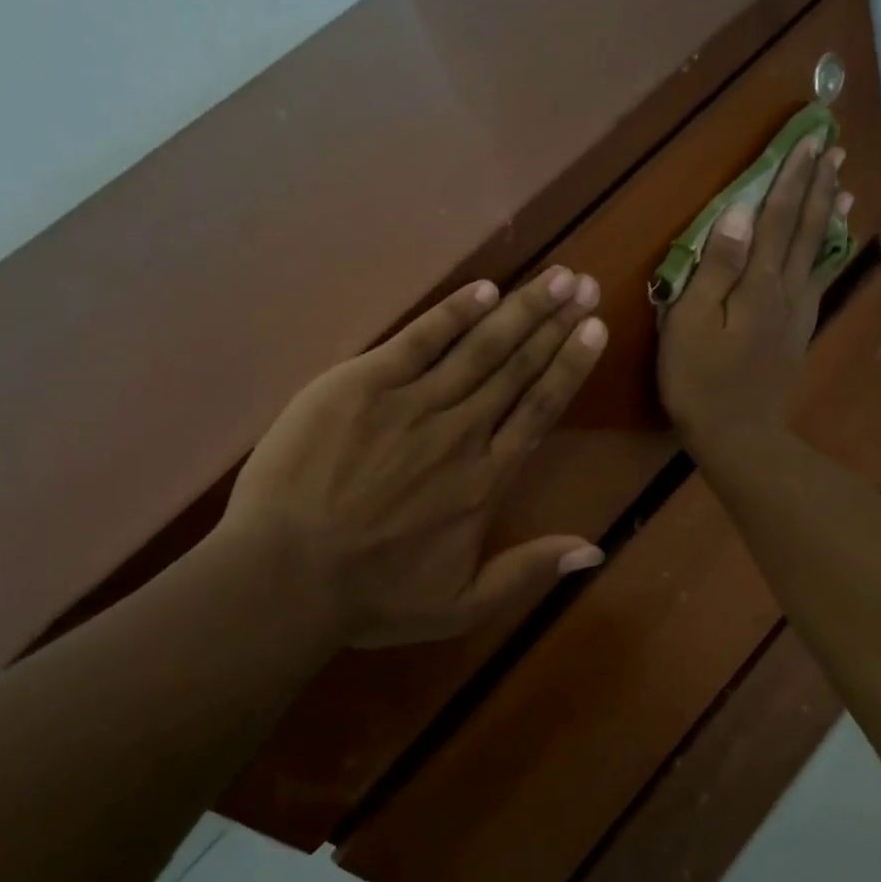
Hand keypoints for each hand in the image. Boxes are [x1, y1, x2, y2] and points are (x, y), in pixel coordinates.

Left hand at [218, 266, 608, 647]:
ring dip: (520, 309)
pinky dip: (453, 313)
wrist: (285, 577)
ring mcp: (412, 403)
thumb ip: (529, 570)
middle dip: (554, 322)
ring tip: (554, 276)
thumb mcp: (462, 605)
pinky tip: (483, 289)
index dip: (570, 365)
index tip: (595, 328)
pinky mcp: (363, 385)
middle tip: (583, 284)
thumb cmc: (373, 596)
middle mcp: (461, 432)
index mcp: (486, 480)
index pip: (540, 408)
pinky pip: (418, 339)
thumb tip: (595, 550)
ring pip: (480, 348)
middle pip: (517, 368)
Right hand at [657, 136, 850, 453]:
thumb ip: (715, 268)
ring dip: (829, 214)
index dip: (791, 178)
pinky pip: (819, 280)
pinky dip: (829, 253)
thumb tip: (737, 214)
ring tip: (843, 184)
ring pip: (819, 252)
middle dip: (817, 185)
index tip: (808, 140)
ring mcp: (797, 312)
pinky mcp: (797, 332)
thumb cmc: (700, 380)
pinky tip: (833, 245)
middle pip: (805, 229)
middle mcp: (786, 290)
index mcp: (758, 283)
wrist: (737, 435)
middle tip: (833, 147)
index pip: (777, 218)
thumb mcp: (692, 323)